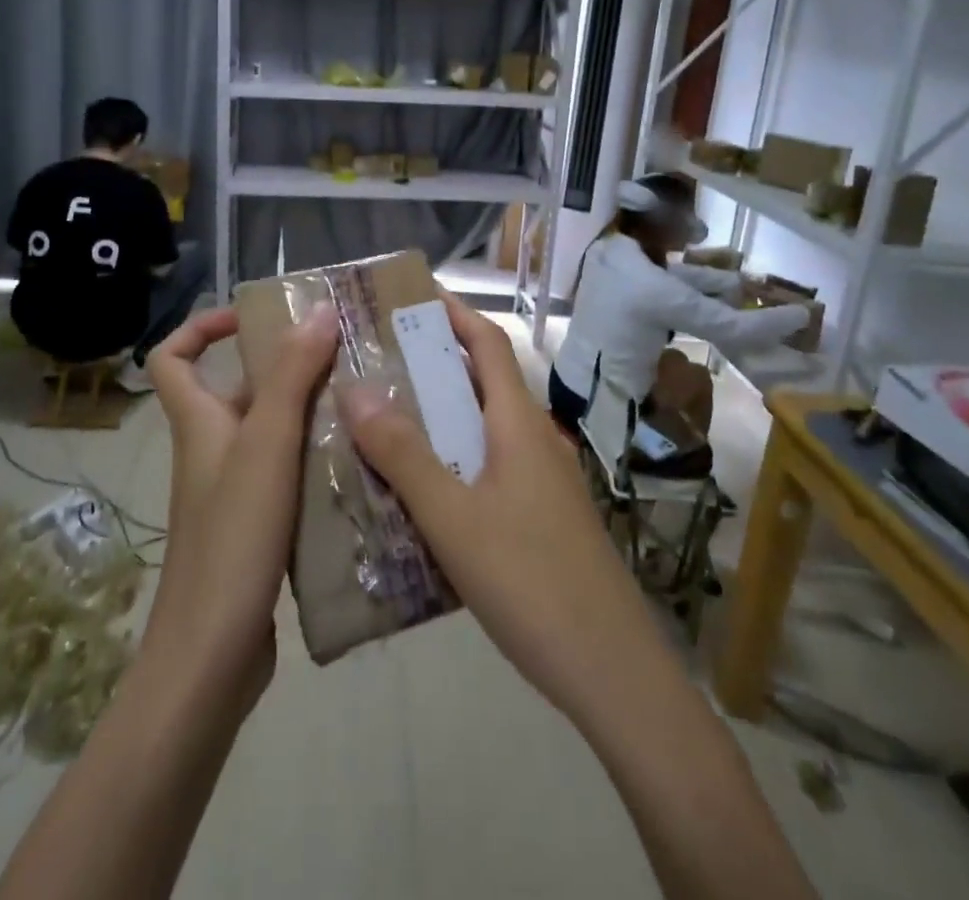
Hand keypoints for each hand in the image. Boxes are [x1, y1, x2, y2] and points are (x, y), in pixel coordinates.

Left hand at [141, 305, 338, 717]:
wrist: (211, 657)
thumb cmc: (233, 537)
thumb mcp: (266, 444)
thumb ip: (291, 375)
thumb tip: (319, 309)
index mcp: (199, 423)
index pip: (172, 358)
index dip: (202, 328)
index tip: (253, 319)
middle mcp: (213, 451)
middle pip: (239, 391)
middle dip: (286, 367)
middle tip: (344, 355)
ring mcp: (234, 492)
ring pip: (271, 434)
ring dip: (311, 414)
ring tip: (366, 401)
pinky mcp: (256, 528)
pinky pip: (288, 474)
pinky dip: (318, 461)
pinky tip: (362, 463)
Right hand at [342, 292, 665, 731]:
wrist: (613, 672)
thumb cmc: (531, 582)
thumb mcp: (453, 517)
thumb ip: (403, 454)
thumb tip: (354, 387)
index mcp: (519, 424)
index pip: (488, 344)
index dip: (453, 313)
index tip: (410, 297)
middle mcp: (536, 440)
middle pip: (484, 382)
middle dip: (435, 363)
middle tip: (376, 361)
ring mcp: (545, 481)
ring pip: (486, 428)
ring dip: (442, 414)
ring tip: (386, 419)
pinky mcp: (545, 518)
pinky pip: (493, 466)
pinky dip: (456, 458)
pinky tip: (423, 490)